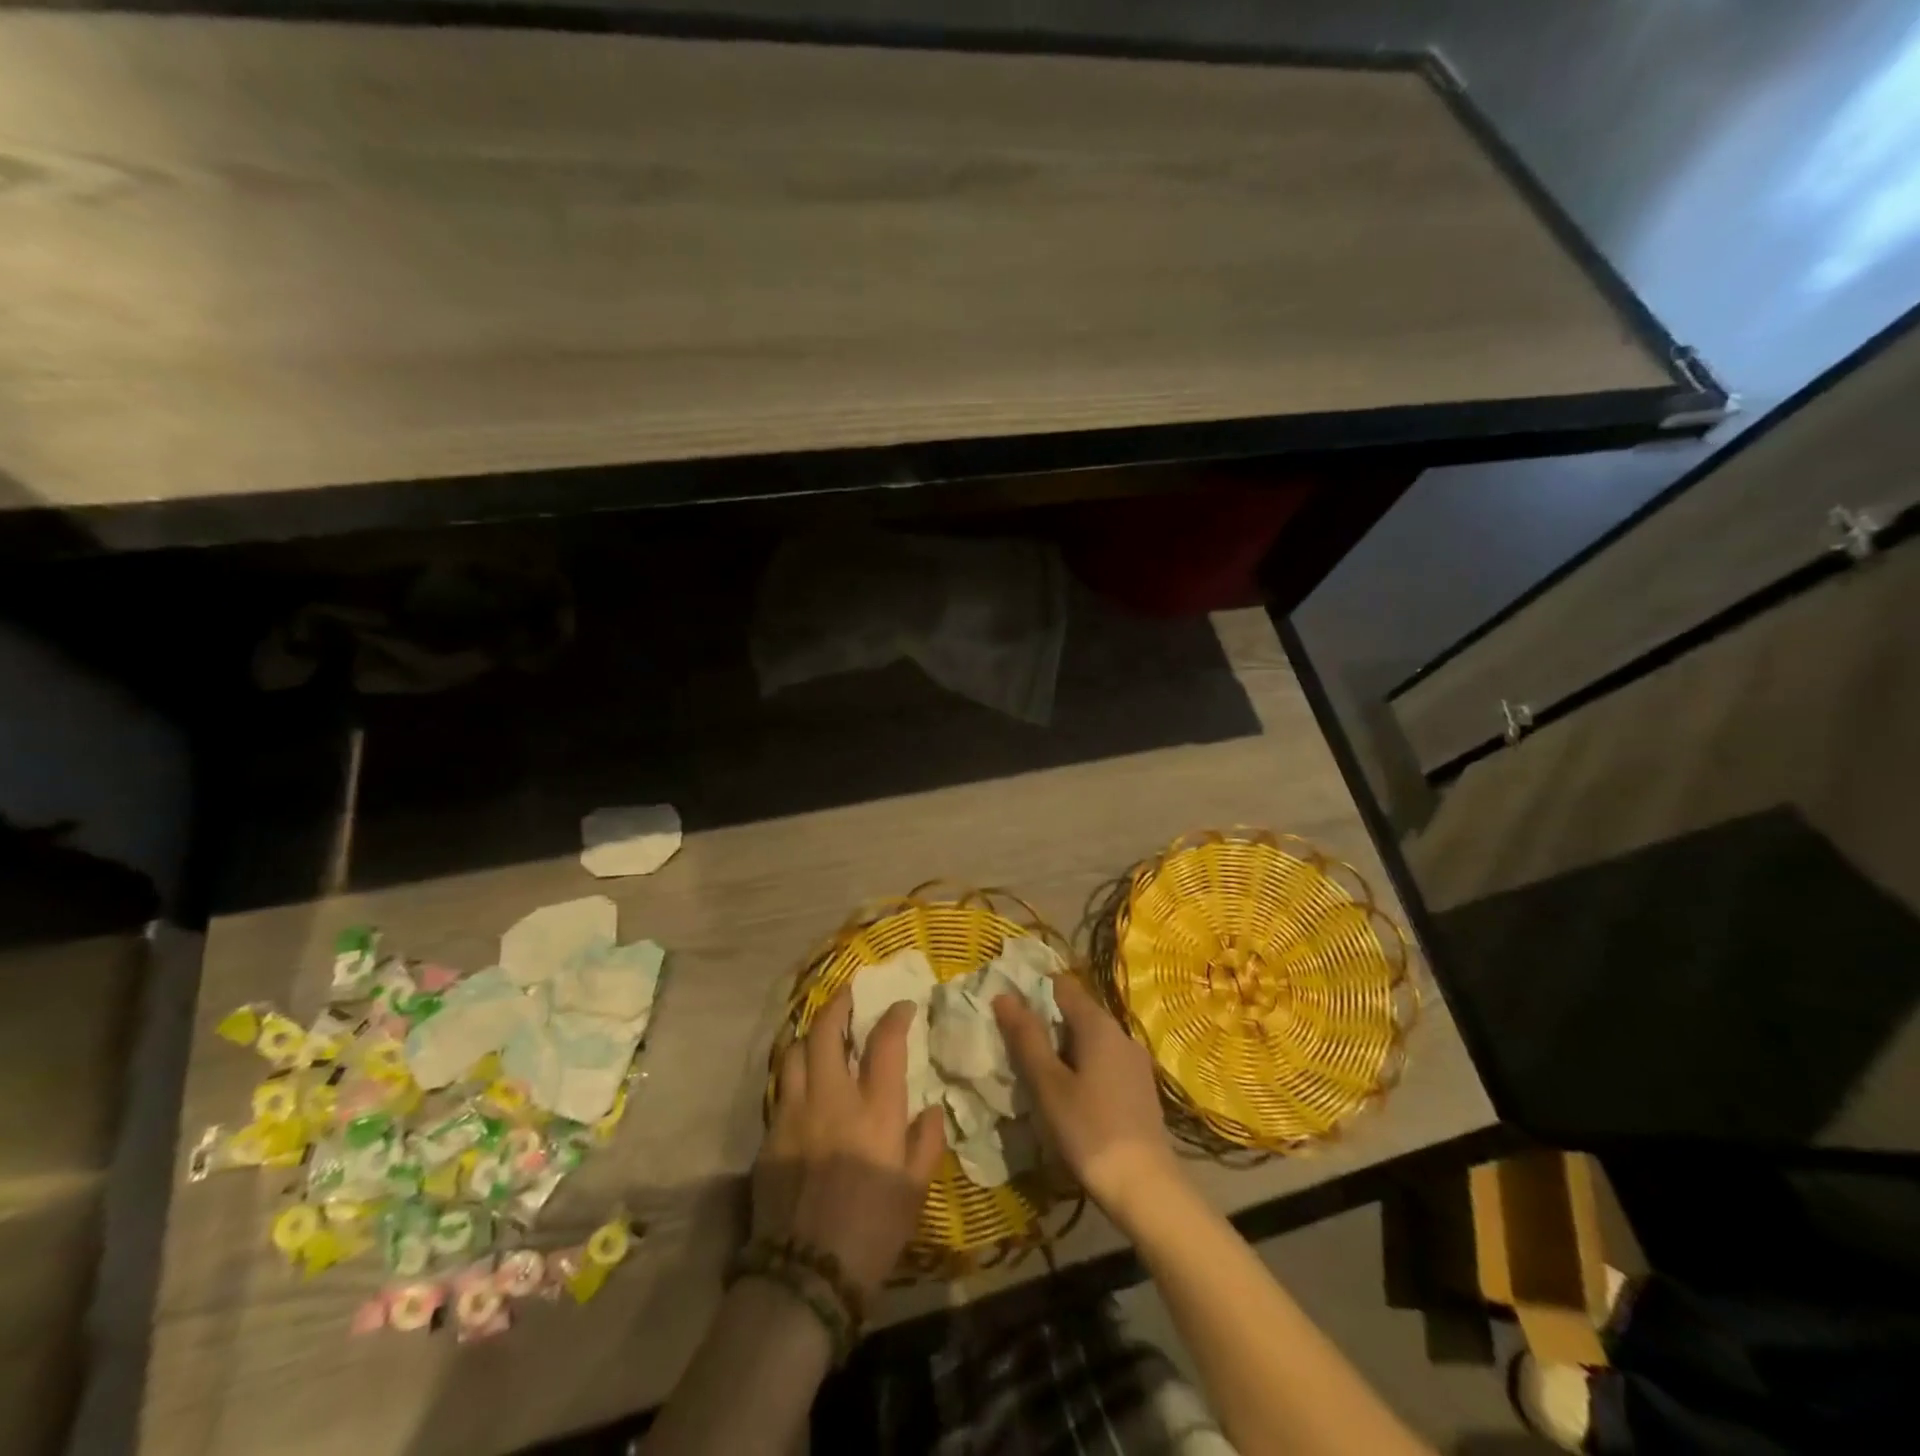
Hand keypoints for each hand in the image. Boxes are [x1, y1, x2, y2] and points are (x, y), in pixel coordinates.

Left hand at [754, 989, 946, 1298]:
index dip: (895, 1015)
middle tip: (848, 994)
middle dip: (838, 1004)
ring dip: (808, 1037)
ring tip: (818, 1037)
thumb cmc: (872, 1232)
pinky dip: (792, 1075)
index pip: (885, 1042)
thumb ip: (926, 1143)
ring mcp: (794, 1113)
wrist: (805, 1276)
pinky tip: (800, 1085)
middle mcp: (831, 1098)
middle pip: (826, 1031)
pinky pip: (779, 1089)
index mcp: (874, 1109)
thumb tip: (932, 1109)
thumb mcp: (915, 1192)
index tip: (902, 1006)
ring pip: (793, 1052)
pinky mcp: (769, 1136)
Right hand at [995, 976, 1181, 1226]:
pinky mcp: (1140, 1087)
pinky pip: (1104, 1061)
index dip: (1033, 991)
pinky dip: (1082, 1066)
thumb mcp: (1048, 1084)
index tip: (1008, 1010)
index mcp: (1098, 1025)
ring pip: (1090, 1039)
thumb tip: (1004, 996)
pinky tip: (1069, 1094)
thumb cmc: (1089, 1131)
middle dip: (1046, 1023)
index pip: (1062, 986)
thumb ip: (1026, 1037)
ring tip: (1037, 1072)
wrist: (1146, 1189)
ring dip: (1064, 1047)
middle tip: (1016, 1045)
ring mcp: (1135, 1061)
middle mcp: (1121, 1033)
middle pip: (1077, 1012)